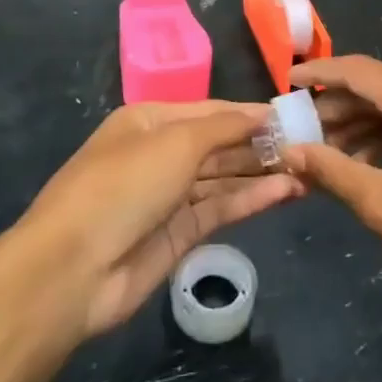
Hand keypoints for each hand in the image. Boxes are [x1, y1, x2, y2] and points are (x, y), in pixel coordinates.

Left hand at [23, 101, 301, 337]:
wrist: (73, 270)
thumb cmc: (125, 184)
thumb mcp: (176, 141)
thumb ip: (225, 126)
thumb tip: (264, 113)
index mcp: (150, 121)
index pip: (212, 111)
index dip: (250, 113)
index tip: (292, 116)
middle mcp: (160, 154)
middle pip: (219, 144)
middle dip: (260, 144)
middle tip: (309, 145)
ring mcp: (169, 196)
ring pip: (224, 178)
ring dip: (262, 173)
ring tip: (308, 170)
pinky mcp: (179, 235)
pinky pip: (221, 209)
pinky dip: (252, 199)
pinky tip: (286, 192)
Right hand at [281, 56, 381, 328]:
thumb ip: (331, 170)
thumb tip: (288, 151)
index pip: (358, 71)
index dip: (319, 73)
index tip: (287, 83)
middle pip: (377, 82)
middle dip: (338, 106)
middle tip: (302, 131)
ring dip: (362, 120)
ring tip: (328, 152)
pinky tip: (366, 158)